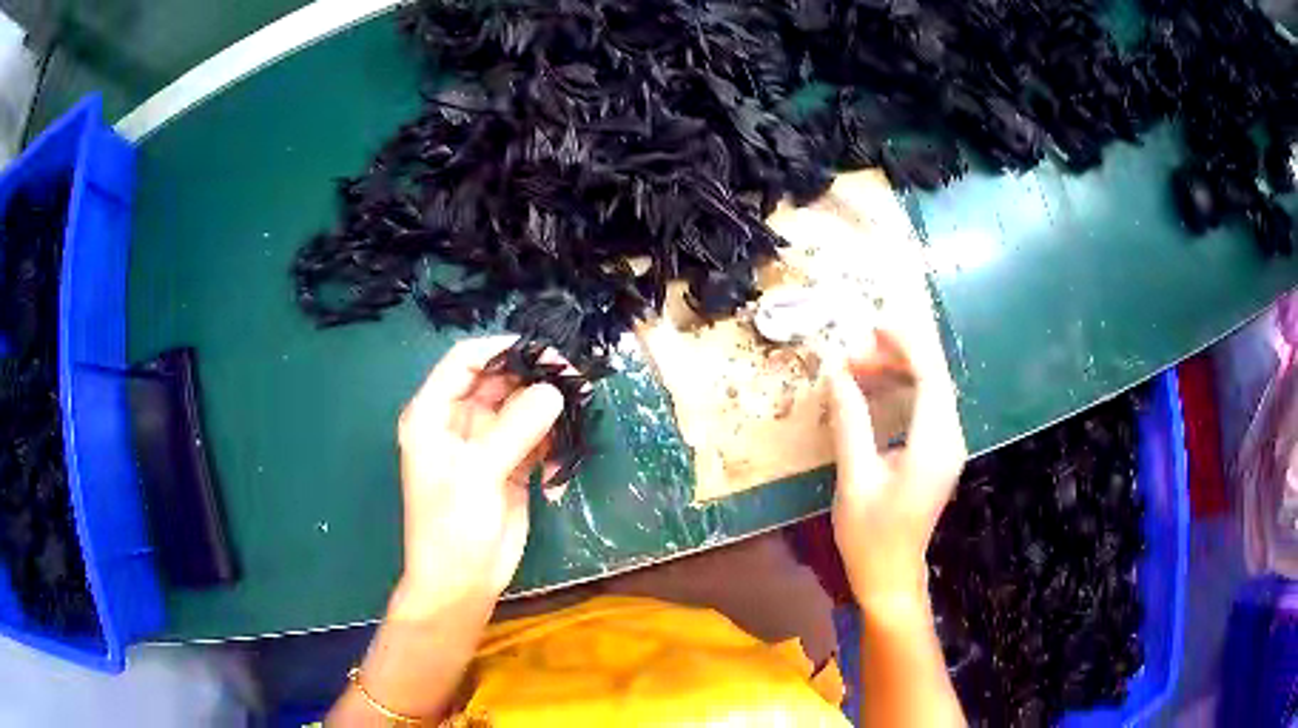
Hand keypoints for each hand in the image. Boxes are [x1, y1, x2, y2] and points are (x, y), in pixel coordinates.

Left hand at [392, 336, 563, 620]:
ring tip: (578, 411)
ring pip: (521, 407)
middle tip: (575, 378)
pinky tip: (560, 462)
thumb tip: (554, 391)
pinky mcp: (510, 465)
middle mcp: (458, 422)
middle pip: (498, 381)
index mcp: (433, 414)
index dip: (500, 350)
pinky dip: (552, 442)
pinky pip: (535, 438)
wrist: (461, 582)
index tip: (542, 350)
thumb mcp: (476, 473)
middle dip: (534, 377)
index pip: (464, 361)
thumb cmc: (451, 527)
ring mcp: (487, 444)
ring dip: (549, 409)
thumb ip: (514, 428)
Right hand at [826, 323, 965, 609]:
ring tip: (859, 367)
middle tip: (855, 350)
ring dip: (899, 372)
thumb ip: (850, 422)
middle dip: (899, 355)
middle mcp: (950, 440)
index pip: (931, 377)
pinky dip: (903, 392)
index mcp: (934, 445)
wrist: (891, 578)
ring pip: (931, 391)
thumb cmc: (870, 536)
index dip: (906, 345)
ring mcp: (948, 448)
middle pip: (935, 378)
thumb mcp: (854, 479)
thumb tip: (837, 374)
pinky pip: (926, 409)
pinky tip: (876, 392)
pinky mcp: (938, 456)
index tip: (873, 327)